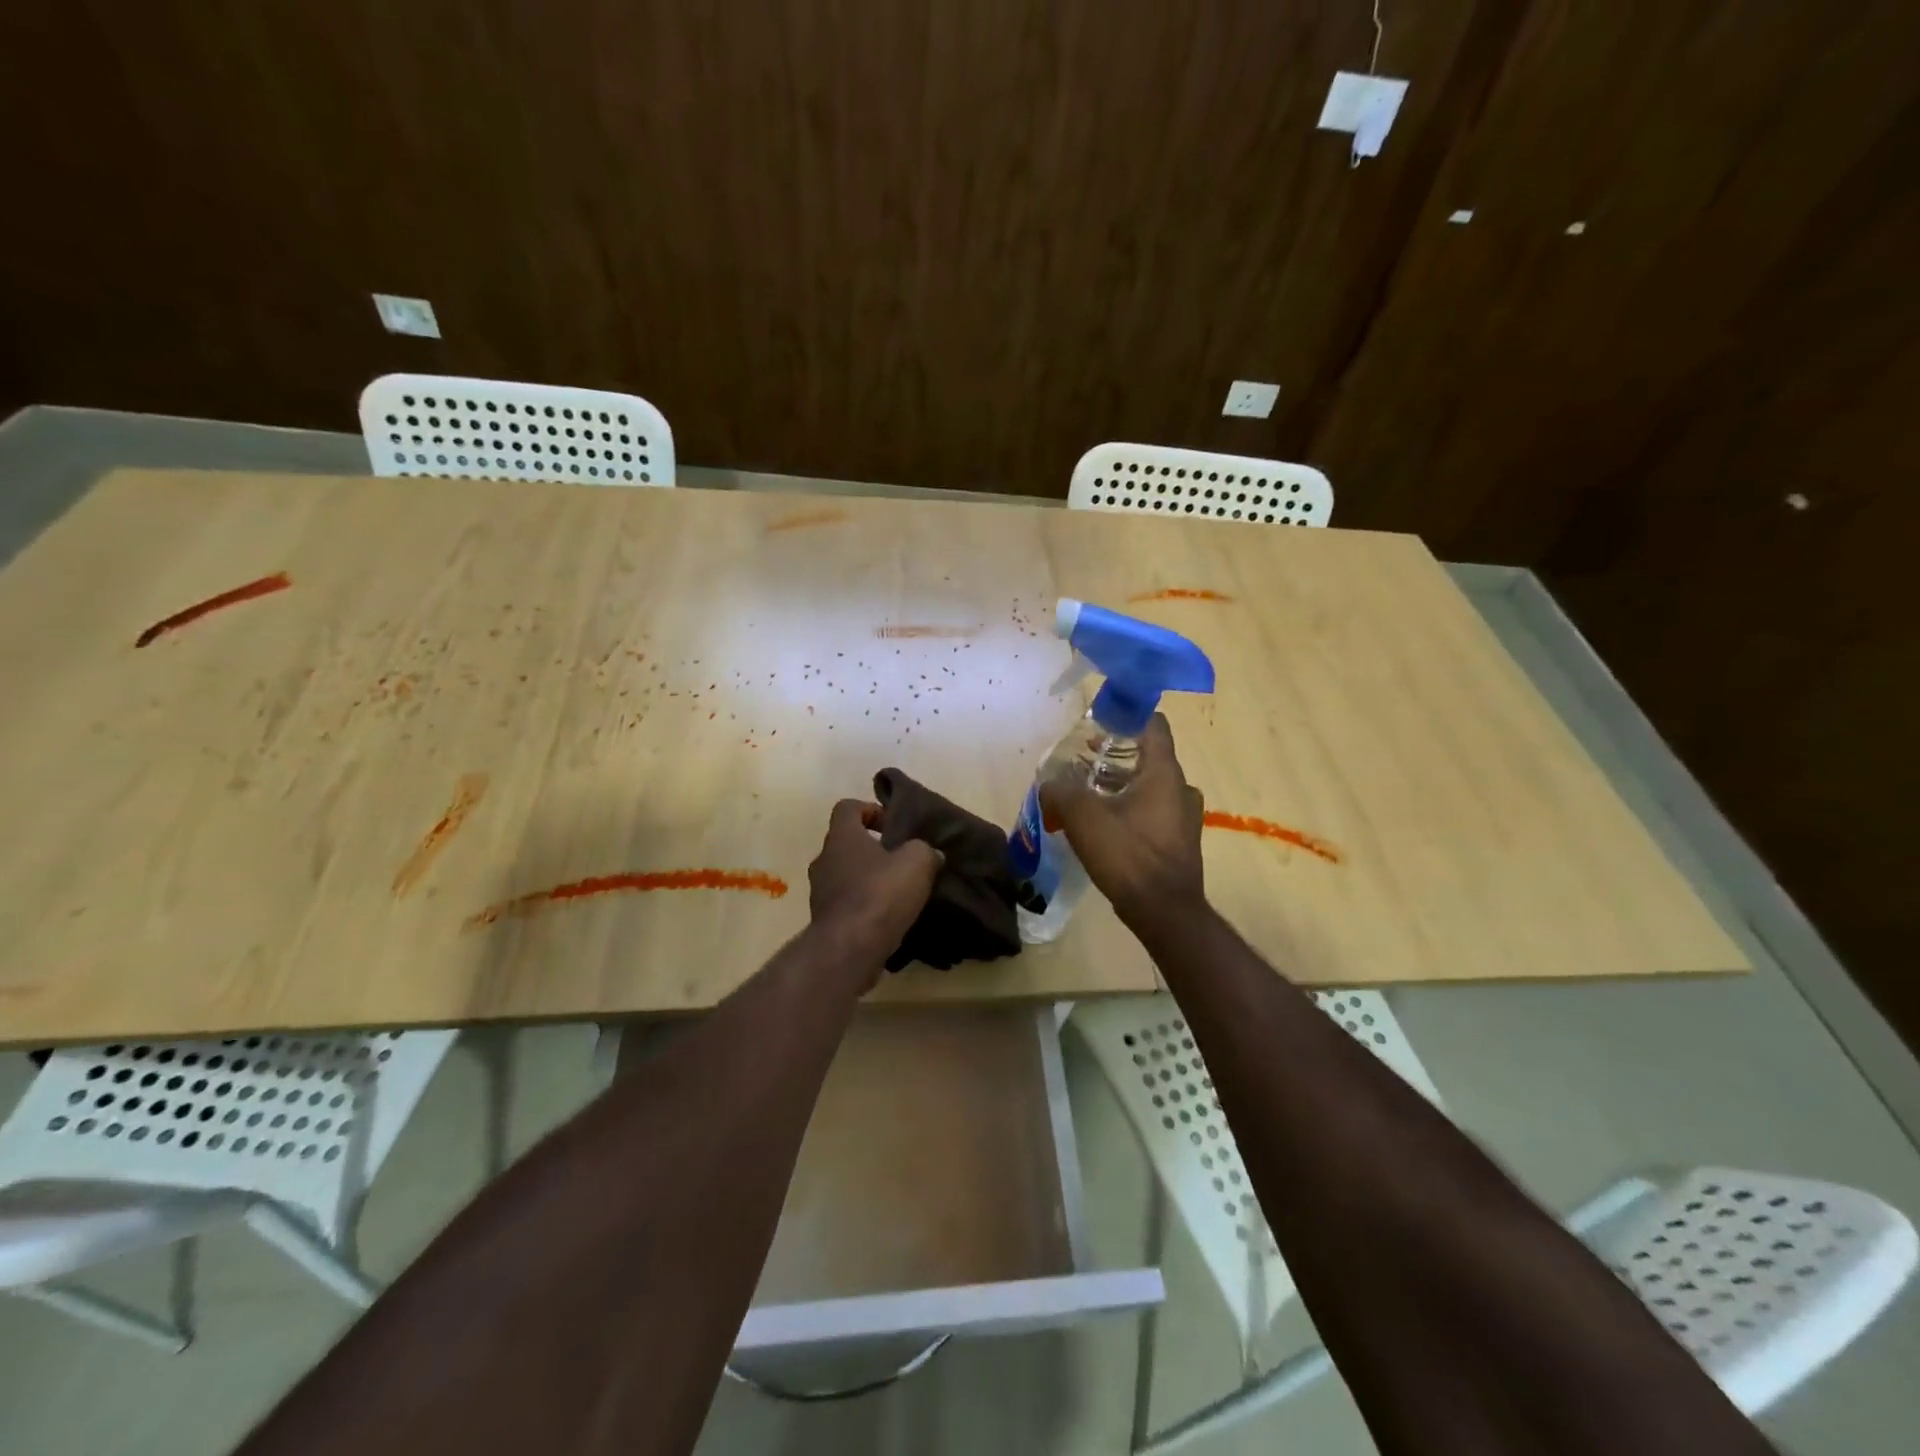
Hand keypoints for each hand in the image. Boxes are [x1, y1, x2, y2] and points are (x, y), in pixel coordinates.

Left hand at [808, 799, 943, 976]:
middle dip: (873, 849)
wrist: (850, 949)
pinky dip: (865, 907)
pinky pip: (847, 905)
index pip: (847, 808)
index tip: (892, 825)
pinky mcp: (825, 922)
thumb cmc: (881, 893)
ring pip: (845, 876)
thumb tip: (931, 854)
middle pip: (846, 844)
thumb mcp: (917, 862)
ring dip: (868, 879)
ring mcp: (820, 893)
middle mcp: (824, 860)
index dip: (870, 810)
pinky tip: (889, 918)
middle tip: (901, 860)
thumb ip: (924, 850)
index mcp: (842, 837)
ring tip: (898, 892)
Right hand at [1040, 714, 1204, 926]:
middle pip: (1148, 756)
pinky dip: (1131, 809)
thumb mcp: (1083, 817)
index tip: (1098, 722)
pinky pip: (1154, 812)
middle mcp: (1181, 788)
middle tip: (1083, 762)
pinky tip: (1105, 826)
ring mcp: (1185, 817)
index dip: (1126, 716)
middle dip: (1115, 755)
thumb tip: (1049, 784)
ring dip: (1121, 785)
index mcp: (1164, 772)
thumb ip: (1060, 791)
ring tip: (1088, 794)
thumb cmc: (1127, 855)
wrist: (1164, 912)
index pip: (1153, 724)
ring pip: (1150, 786)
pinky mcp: (1180, 841)